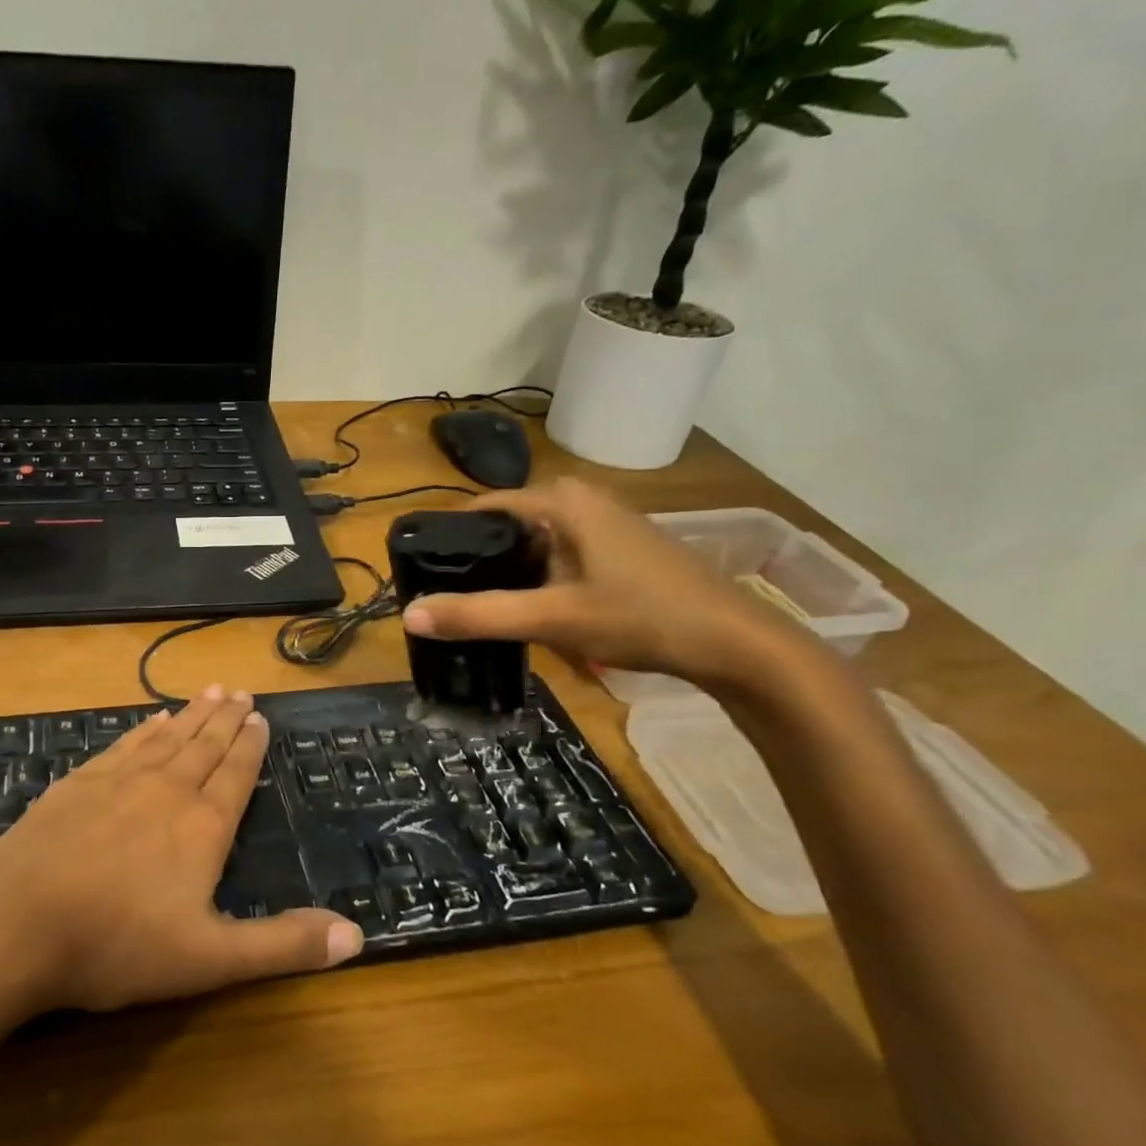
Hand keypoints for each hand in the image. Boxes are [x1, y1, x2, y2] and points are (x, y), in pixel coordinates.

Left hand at [0, 688, 363, 1014]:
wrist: (15, 922)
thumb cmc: (117, 944)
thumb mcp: (210, 959)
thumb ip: (282, 945)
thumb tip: (358, 934)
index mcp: (201, 826)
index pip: (235, 774)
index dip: (251, 746)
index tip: (261, 717)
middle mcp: (165, 789)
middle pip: (204, 745)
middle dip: (226, 719)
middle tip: (240, 691)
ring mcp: (118, 780)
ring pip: (167, 737)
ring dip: (191, 714)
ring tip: (210, 691)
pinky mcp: (78, 782)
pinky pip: (124, 744)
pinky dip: (144, 728)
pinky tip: (151, 718)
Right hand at [400, 479, 795, 685]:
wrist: (736, 644)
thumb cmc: (642, 616)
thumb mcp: (553, 618)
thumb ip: (479, 616)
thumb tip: (409, 616)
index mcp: (562, 502)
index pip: (483, 506)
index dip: (448, 537)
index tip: (421, 571)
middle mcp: (582, 502)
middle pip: (507, 526)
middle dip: (477, 561)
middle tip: (448, 599)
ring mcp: (606, 525)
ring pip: (534, 544)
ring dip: (508, 574)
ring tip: (480, 608)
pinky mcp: (620, 551)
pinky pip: (560, 557)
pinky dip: (538, 579)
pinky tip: (533, 611)